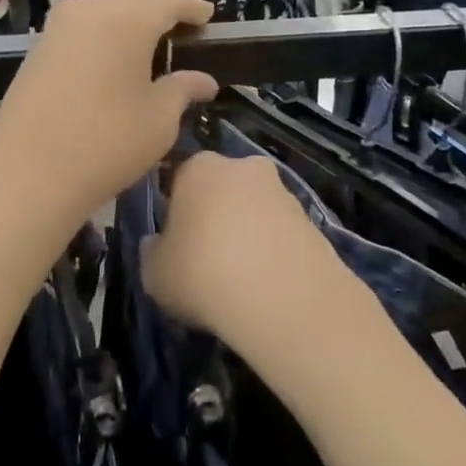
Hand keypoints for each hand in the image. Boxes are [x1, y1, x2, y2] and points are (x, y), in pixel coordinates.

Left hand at [0, 0, 217, 231]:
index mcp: (127, 18)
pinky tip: (113, 62)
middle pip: (133, 1)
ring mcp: (57, 29)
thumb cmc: (107, 143)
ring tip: (150, 47)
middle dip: (159, 12)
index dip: (192, 8)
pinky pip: (81, 32)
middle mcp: (89, 10)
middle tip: (183, 31)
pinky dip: (104, 38)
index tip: (209, 17)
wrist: (27, 174)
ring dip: (129, 24)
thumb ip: (183, 90)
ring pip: (103, 13)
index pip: (168, 2)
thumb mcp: (159, 120)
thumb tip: (204, 80)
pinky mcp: (37, 51)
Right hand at [141, 151, 351, 356]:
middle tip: (206, 259)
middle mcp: (243, 166)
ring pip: (253, 210)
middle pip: (221, 189)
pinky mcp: (312, 219)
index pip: (178, 180)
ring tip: (239, 278)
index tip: (174, 244)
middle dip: (214, 216)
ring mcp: (283, 190)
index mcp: (199, 167)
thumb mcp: (153, 272)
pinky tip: (266, 284)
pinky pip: (280, 233)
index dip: (174, 213)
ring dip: (246, 234)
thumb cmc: (203, 274)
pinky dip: (272, 251)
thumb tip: (158, 244)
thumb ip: (152, 251)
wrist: (284, 298)